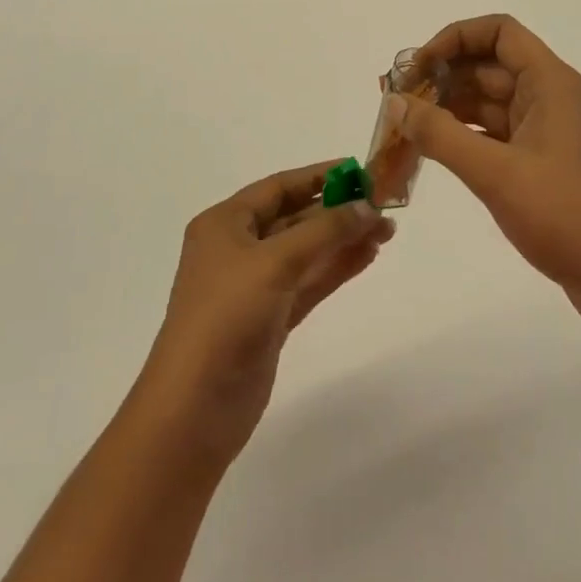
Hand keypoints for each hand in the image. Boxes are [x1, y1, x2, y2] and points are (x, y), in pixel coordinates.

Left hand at [135, 163, 393, 465]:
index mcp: (224, 224)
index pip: (278, 187)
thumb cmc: (226, 318)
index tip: (361, 171)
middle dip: (338, 211)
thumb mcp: (275, 262)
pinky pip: (309, 282)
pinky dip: (336, 269)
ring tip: (386, 231)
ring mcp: (254, 286)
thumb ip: (325, 230)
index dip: (319, 176)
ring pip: (306, 252)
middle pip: (295, 218)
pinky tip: (367, 256)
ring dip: (343, 240)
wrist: (194, 410)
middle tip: (383, 206)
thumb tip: (366, 205)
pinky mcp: (270, 319)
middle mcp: (237, 249)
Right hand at [385, 15, 580, 320]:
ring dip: (449, 106)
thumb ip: (440, 134)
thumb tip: (394, 102)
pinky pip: (494, 132)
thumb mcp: (496, 173)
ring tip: (405, 124)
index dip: (455, 38)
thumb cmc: (565, 216)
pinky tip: (432, 148)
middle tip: (396, 99)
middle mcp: (549, 95)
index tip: (418, 66)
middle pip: (489, 64)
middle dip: (442, 75)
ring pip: (489, 100)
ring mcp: (546, 129)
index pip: (499, 32)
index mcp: (550, 82)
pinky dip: (463, 134)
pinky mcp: (541, 159)